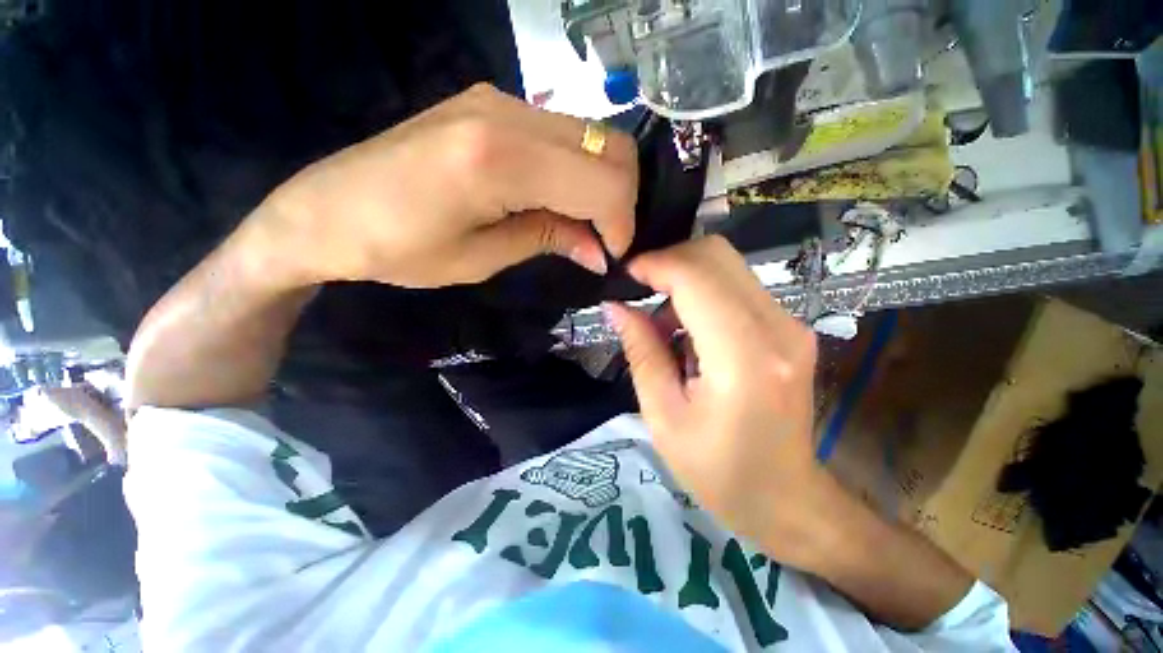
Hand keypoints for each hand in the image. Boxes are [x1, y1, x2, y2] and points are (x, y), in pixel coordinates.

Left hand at [253, 83, 637, 288]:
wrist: (325, 209)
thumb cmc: (397, 248)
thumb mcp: (481, 259)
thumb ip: (549, 240)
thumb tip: (600, 252)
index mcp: (500, 159)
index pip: (603, 182)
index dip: (621, 223)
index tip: (612, 255)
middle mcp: (507, 113)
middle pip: (610, 146)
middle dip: (621, 201)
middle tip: (603, 240)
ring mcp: (499, 99)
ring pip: (592, 136)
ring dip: (601, 185)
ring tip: (581, 225)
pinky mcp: (491, 102)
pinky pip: (562, 134)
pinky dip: (577, 170)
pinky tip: (557, 199)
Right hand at [605, 237, 826, 563]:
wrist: (785, 498)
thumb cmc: (718, 471)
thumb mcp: (663, 416)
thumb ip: (641, 351)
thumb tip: (615, 306)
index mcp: (743, 356)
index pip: (697, 276)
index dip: (655, 264)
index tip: (625, 274)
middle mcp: (777, 328)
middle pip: (718, 255)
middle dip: (670, 261)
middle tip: (639, 290)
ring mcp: (791, 324)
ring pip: (728, 265)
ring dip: (685, 278)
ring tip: (661, 320)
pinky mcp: (790, 328)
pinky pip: (738, 286)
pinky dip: (703, 292)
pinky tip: (687, 329)